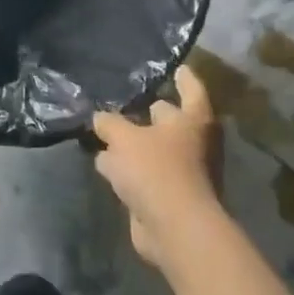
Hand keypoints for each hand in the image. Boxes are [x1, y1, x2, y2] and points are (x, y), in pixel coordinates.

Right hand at [91, 63, 223, 271]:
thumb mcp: (124, 137)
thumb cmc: (156, 170)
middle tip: (126, 98)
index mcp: (192, 121)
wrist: (173, 228)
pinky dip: (127, 168)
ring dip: (132, 142)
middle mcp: (193, 143)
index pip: (191, 89)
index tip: (174, 66)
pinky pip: (143, 173)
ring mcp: (182, 171)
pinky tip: (105, 163)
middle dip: (149, 111)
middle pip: (170, 119)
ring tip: (104, 129)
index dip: (182, 77)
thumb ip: (110, 123)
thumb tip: (100, 118)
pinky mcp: (167, 195)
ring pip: (153, 147)